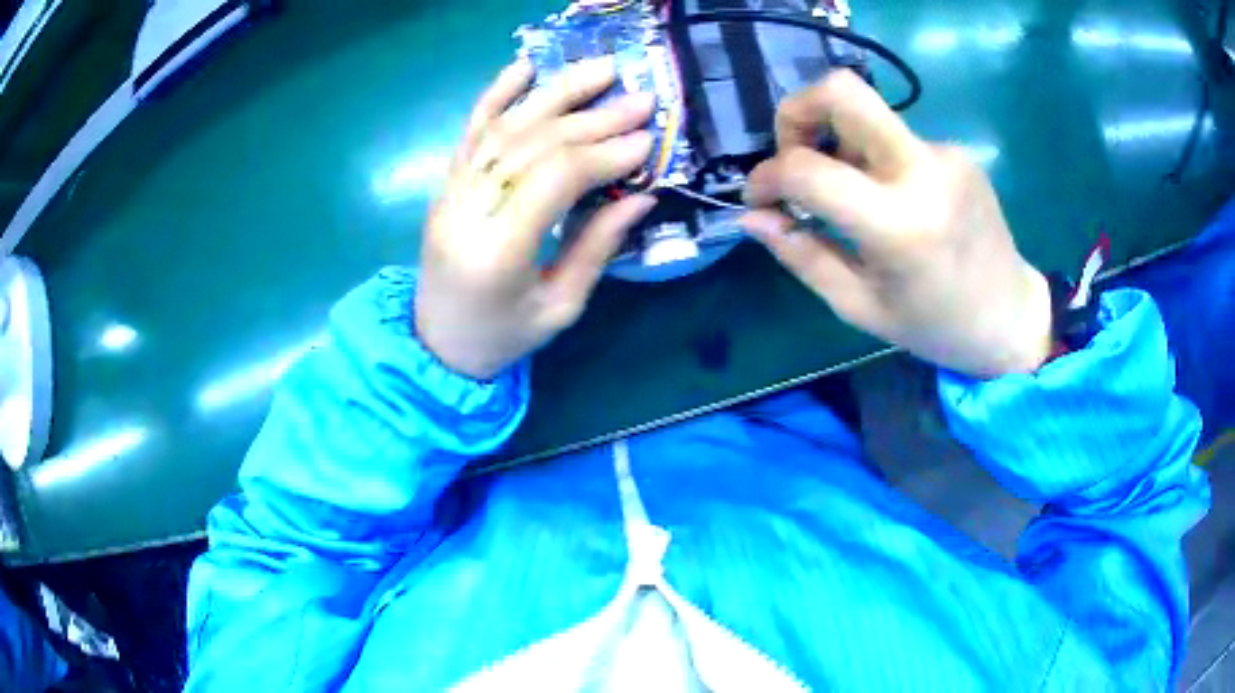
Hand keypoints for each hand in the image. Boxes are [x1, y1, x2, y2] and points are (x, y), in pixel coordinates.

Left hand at [415, 58, 656, 379]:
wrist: (437, 344)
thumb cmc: (503, 336)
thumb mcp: (561, 306)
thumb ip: (597, 246)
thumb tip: (642, 194)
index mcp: (498, 251)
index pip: (554, 178)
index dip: (603, 154)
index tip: (647, 140)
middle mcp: (467, 210)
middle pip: (533, 144)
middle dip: (592, 118)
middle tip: (641, 100)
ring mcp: (450, 193)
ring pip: (505, 127)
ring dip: (555, 93)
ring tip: (601, 69)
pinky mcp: (446, 184)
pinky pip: (471, 131)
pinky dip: (496, 95)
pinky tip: (524, 67)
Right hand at [741, 71, 1052, 377]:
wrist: (1011, 317)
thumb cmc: (934, 326)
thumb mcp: (859, 306)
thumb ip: (802, 255)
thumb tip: (752, 216)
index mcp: (899, 225)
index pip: (808, 169)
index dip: (767, 175)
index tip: (760, 197)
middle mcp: (924, 172)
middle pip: (843, 91)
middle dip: (798, 111)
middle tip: (793, 153)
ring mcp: (945, 154)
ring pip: (866, 113)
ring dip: (836, 140)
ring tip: (846, 192)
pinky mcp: (956, 152)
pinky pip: (895, 135)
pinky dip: (872, 156)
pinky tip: (886, 197)